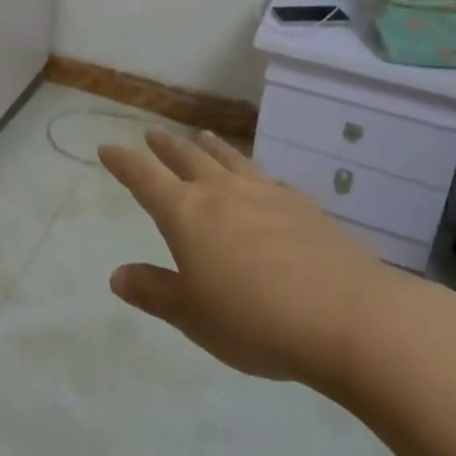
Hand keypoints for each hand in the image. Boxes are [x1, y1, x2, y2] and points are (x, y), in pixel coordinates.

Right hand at [100, 130, 408, 389]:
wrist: (347, 317)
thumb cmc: (256, 320)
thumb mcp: (193, 315)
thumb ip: (154, 292)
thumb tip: (117, 274)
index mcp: (186, 213)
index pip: (144, 178)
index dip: (123, 162)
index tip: (107, 148)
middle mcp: (222, 192)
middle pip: (186, 158)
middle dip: (164, 146)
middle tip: (152, 134)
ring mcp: (265, 194)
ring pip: (229, 158)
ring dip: (209, 146)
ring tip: (200, 135)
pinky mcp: (302, 206)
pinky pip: (268, 179)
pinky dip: (253, 173)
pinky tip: (260, 179)